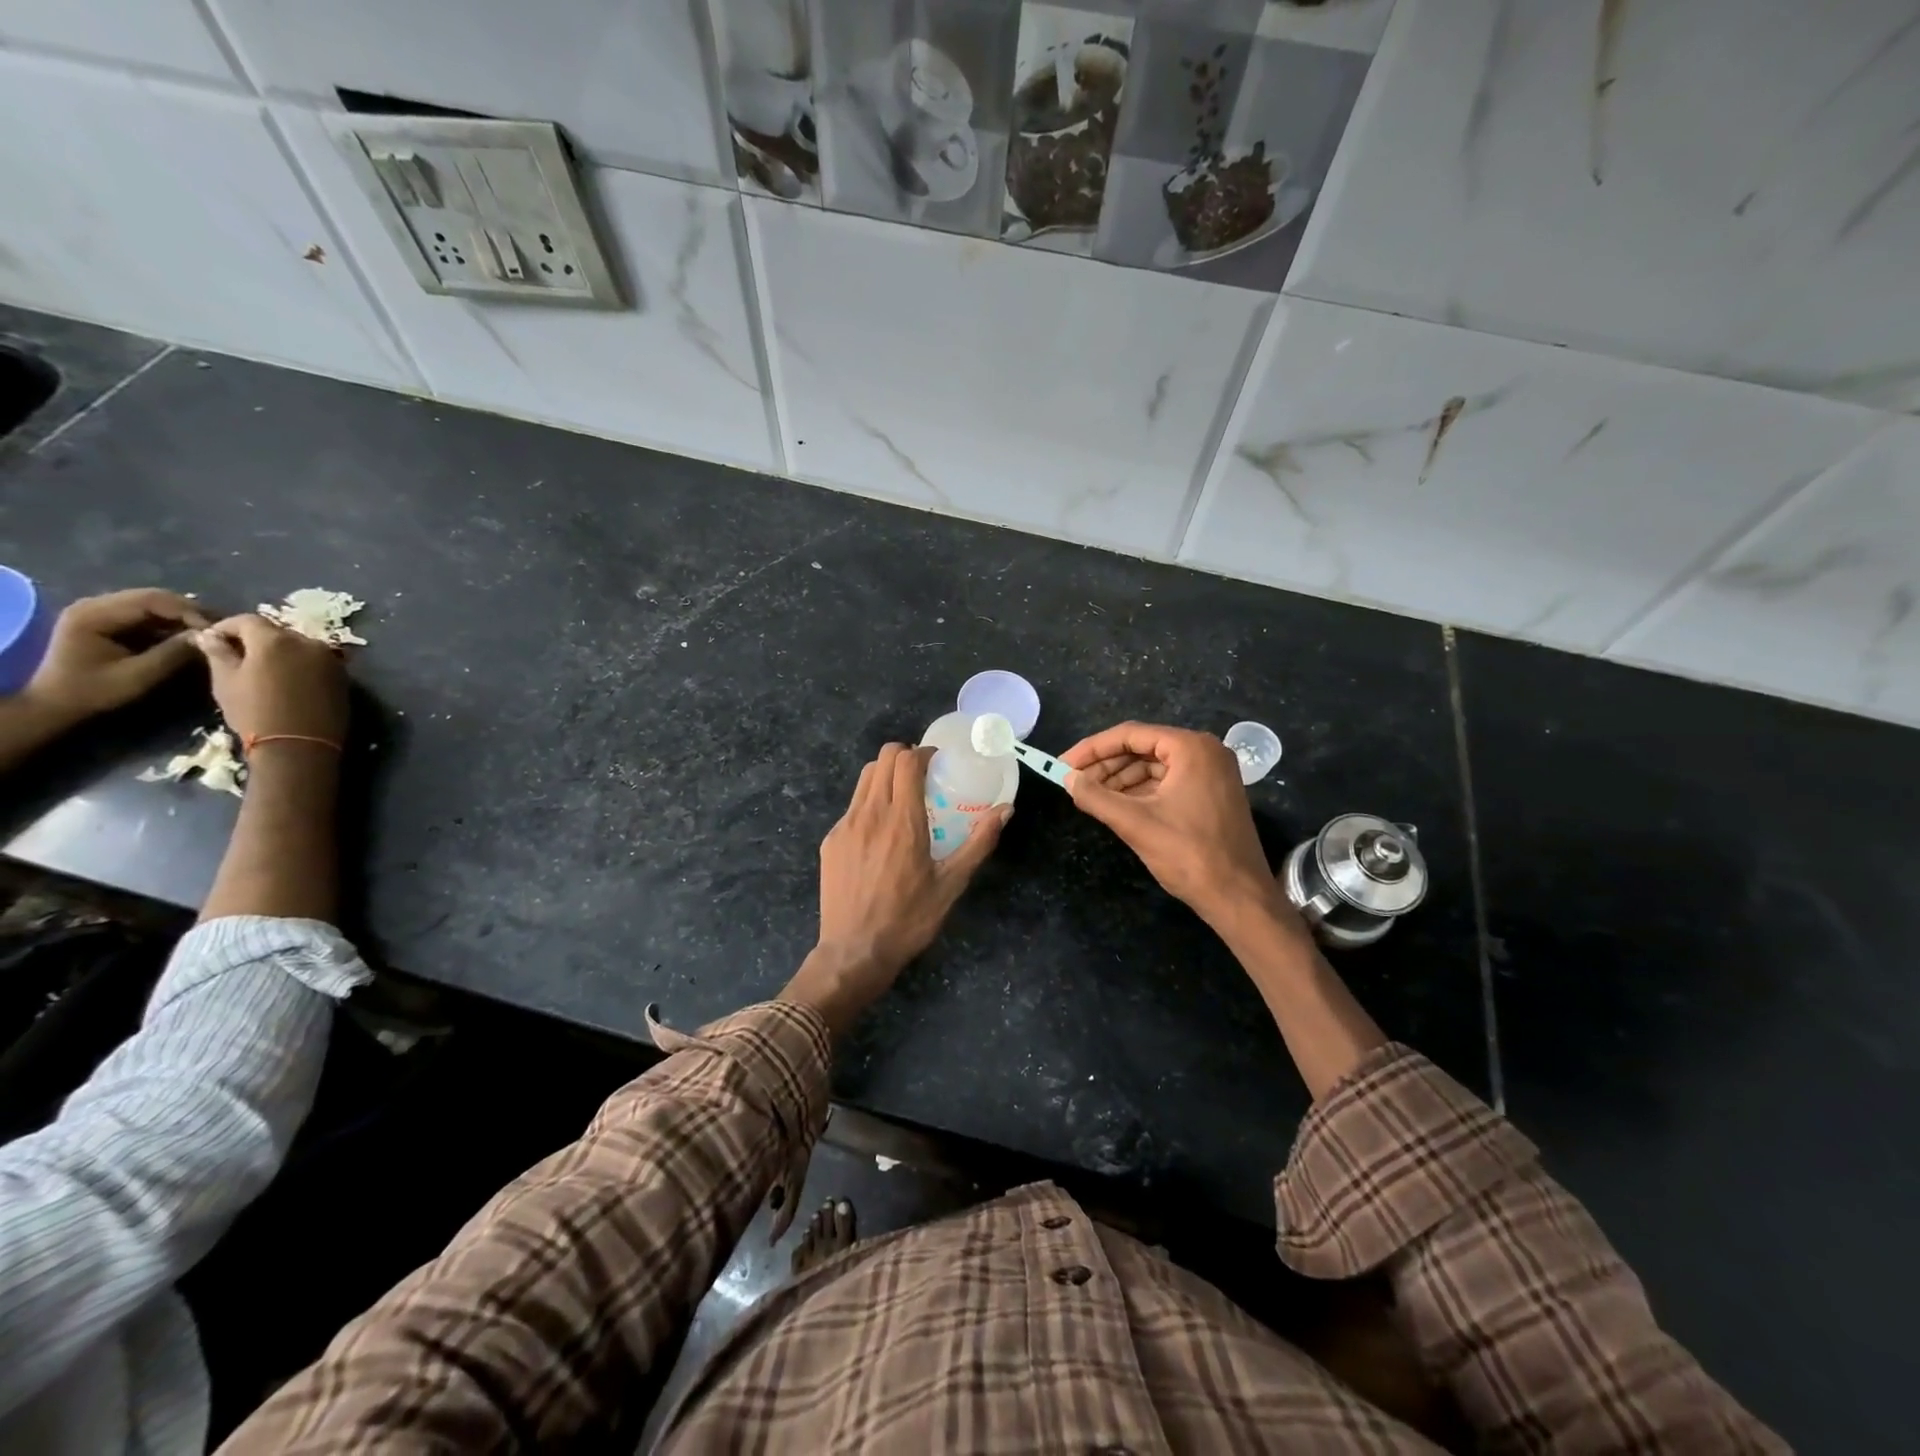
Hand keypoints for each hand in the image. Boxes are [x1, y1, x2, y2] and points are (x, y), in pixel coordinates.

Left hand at [23, 588, 209, 721]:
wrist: (54, 703)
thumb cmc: (93, 692)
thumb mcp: (138, 676)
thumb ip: (173, 653)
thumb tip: (209, 637)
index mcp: (93, 614)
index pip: (152, 600)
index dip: (189, 612)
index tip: (217, 631)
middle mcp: (94, 604)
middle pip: (153, 597)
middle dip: (190, 612)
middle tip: (219, 630)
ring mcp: (98, 610)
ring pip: (153, 603)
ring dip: (182, 616)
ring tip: (207, 632)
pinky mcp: (107, 620)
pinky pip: (146, 613)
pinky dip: (170, 622)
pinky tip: (187, 635)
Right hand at [195, 614, 348, 746]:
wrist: (299, 744)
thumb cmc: (254, 712)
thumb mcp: (226, 680)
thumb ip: (219, 652)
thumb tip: (208, 635)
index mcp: (276, 640)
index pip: (248, 620)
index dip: (227, 627)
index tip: (212, 639)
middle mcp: (309, 643)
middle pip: (278, 633)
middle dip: (256, 639)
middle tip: (237, 656)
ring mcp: (331, 659)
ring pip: (299, 646)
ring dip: (281, 652)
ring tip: (262, 670)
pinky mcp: (343, 676)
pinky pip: (317, 662)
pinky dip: (301, 664)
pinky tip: (288, 680)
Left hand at [782, 744, 1007, 1033]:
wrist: (855, 952)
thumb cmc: (909, 919)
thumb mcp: (952, 883)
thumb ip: (979, 842)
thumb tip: (1005, 810)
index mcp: (902, 820)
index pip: (906, 760)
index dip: (923, 753)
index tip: (937, 762)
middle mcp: (870, 813)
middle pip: (882, 759)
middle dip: (904, 757)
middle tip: (922, 776)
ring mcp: (845, 826)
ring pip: (864, 779)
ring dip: (885, 776)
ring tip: (902, 799)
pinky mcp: (830, 841)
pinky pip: (852, 807)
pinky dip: (869, 804)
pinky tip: (880, 834)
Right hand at [1062, 721, 1278, 925]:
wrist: (1239, 898)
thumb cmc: (1189, 854)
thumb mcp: (1135, 823)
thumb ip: (1096, 796)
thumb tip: (1067, 779)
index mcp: (1191, 748)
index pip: (1131, 735)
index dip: (1092, 749)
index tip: (1063, 764)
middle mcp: (1205, 751)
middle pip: (1143, 748)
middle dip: (1106, 765)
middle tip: (1073, 782)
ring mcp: (1211, 773)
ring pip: (1154, 766)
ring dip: (1120, 779)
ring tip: (1089, 795)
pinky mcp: (1211, 794)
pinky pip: (1167, 782)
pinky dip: (1140, 791)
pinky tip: (1115, 805)